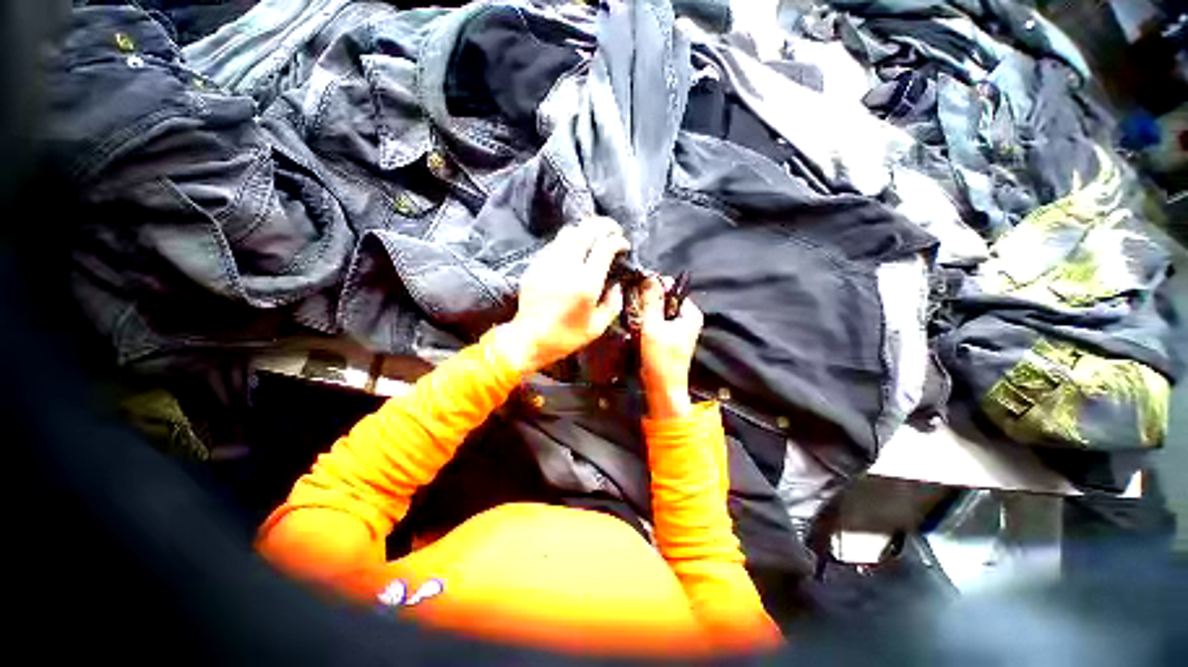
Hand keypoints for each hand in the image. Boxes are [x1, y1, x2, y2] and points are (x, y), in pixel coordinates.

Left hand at [492, 217, 628, 373]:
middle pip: (586, 230)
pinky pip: (555, 243)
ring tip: (594, 237)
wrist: (529, 339)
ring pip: (568, 232)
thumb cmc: (567, 337)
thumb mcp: (598, 327)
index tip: (624, 245)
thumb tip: (617, 284)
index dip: (618, 240)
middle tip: (613, 230)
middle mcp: (567, 267)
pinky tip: (574, 251)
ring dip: (585, 229)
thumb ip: (614, 303)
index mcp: (586, 284)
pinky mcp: (535, 265)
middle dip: (604, 225)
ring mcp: (548, 263)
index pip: (605, 246)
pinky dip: (569, 241)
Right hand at [639, 275, 702, 419]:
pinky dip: (647, 321)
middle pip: (665, 299)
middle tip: (633, 305)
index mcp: (690, 313)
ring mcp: (678, 328)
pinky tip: (637, 325)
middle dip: (648, 300)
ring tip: (633, 315)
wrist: (663, 388)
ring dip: (646, 311)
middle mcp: (687, 318)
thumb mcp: (653, 327)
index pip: (672, 288)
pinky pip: (657, 321)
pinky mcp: (669, 337)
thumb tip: (650, 276)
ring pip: (659, 310)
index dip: (654, 286)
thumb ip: (652, 301)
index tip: (637, 289)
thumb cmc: (660, 359)